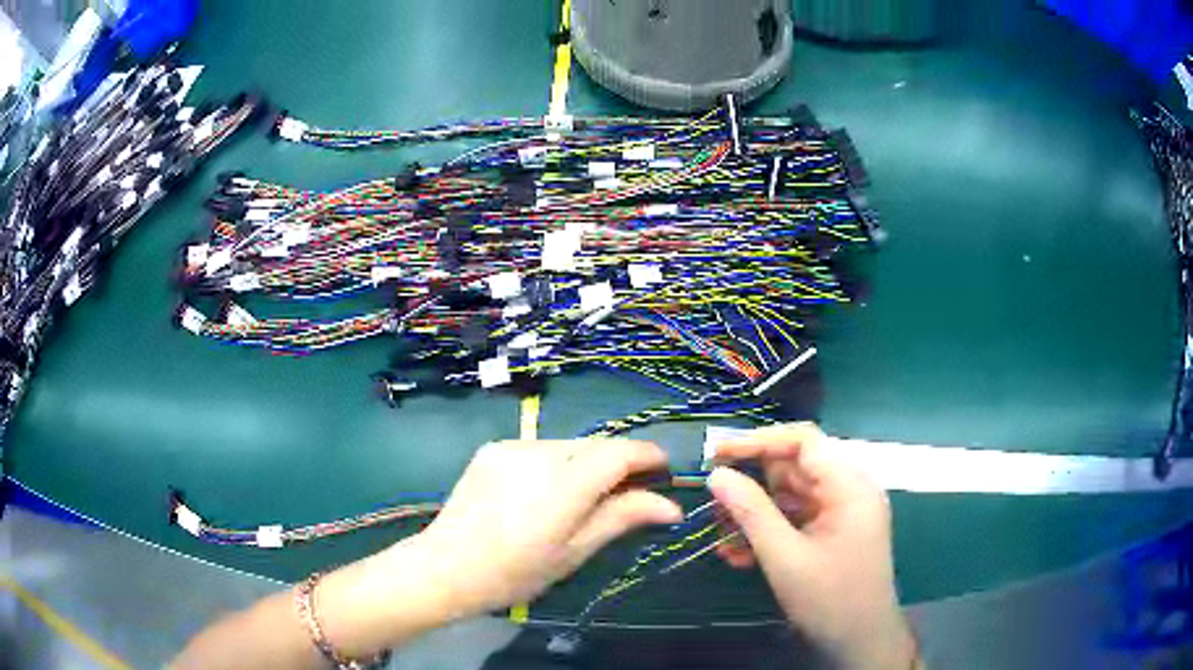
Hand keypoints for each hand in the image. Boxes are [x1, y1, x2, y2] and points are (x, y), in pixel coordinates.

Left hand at [415, 439, 682, 617]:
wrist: (445, 567)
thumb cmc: (515, 572)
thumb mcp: (574, 552)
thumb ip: (622, 518)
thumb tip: (671, 506)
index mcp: (562, 484)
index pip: (619, 452)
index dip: (648, 455)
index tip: (665, 470)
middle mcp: (538, 452)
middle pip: (596, 445)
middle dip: (620, 461)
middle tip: (634, 490)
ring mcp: (511, 447)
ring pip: (569, 445)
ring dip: (588, 463)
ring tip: (588, 496)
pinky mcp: (493, 449)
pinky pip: (540, 448)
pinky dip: (557, 463)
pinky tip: (547, 492)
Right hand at [707, 424, 915, 669]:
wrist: (860, 641)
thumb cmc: (828, 598)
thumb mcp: (784, 556)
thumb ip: (751, 512)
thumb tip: (717, 475)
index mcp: (849, 485)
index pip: (803, 441)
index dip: (759, 441)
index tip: (717, 454)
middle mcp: (849, 490)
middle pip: (795, 469)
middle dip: (752, 486)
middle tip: (712, 503)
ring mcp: (843, 513)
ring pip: (791, 497)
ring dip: (755, 514)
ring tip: (721, 535)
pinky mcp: (834, 533)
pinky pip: (797, 520)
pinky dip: (770, 532)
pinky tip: (739, 555)